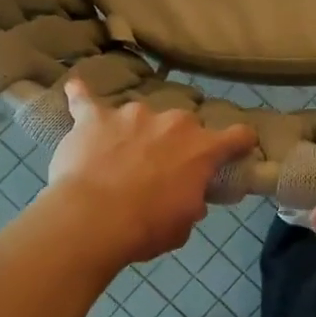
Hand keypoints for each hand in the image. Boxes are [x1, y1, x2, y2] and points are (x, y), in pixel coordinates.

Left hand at [45, 82, 257, 263]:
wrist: (92, 219)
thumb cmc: (146, 227)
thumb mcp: (183, 224)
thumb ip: (192, 202)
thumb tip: (190, 197)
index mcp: (202, 149)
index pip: (237, 135)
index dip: (240, 141)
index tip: (239, 146)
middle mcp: (173, 122)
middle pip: (185, 124)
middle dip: (177, 141)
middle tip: (162, 167)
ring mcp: (132, 114)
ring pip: (140, 116)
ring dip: (136, 131)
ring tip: (118, 154)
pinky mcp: (95, 117)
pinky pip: (85, 100)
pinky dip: (81, 96)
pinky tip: (75, 89)